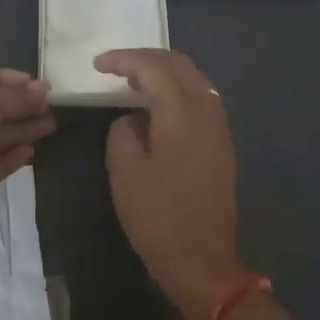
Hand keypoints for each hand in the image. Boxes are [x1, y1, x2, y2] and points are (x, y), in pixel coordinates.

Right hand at [96, 49, 244, 319]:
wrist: (202, 261)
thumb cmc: (157, 216)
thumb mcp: (124, 171)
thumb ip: (123, 131)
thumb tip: (132, 118)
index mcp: (181, 112)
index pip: (152, 67)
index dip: (123, 59)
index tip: (98, 64)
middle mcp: (206, 109)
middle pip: (178, 64)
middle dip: (145, 58)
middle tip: (115, 67)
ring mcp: (219, 126)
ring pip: (193, 78)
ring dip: (164, 72)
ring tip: (134, 82)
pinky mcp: (222, 142)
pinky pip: (200, 97)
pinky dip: (177, 89)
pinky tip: (158, 104)